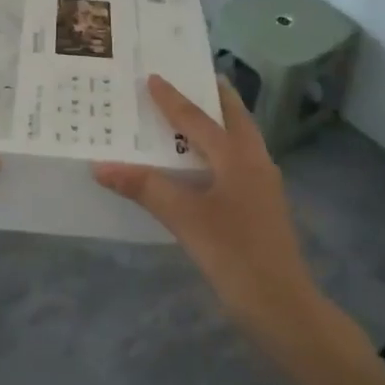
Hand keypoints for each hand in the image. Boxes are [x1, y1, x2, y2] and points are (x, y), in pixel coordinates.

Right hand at [93, 76, 318, 342]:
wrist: (284, 307)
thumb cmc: (235, 255)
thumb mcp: (185, 220)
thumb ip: (145, 188)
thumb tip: (101, 165)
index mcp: (238, 158)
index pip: (199, 119)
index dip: (173, 99)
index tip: (153, 77)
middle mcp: (255, 163)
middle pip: (235, 119)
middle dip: (216, 97)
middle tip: (195, 77)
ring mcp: (263, 186)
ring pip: (241, 140)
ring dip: (220, 122)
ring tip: (196, 113)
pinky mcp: (262, 207)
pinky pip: (238, 162)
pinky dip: (220, 149)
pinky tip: (203, 164)